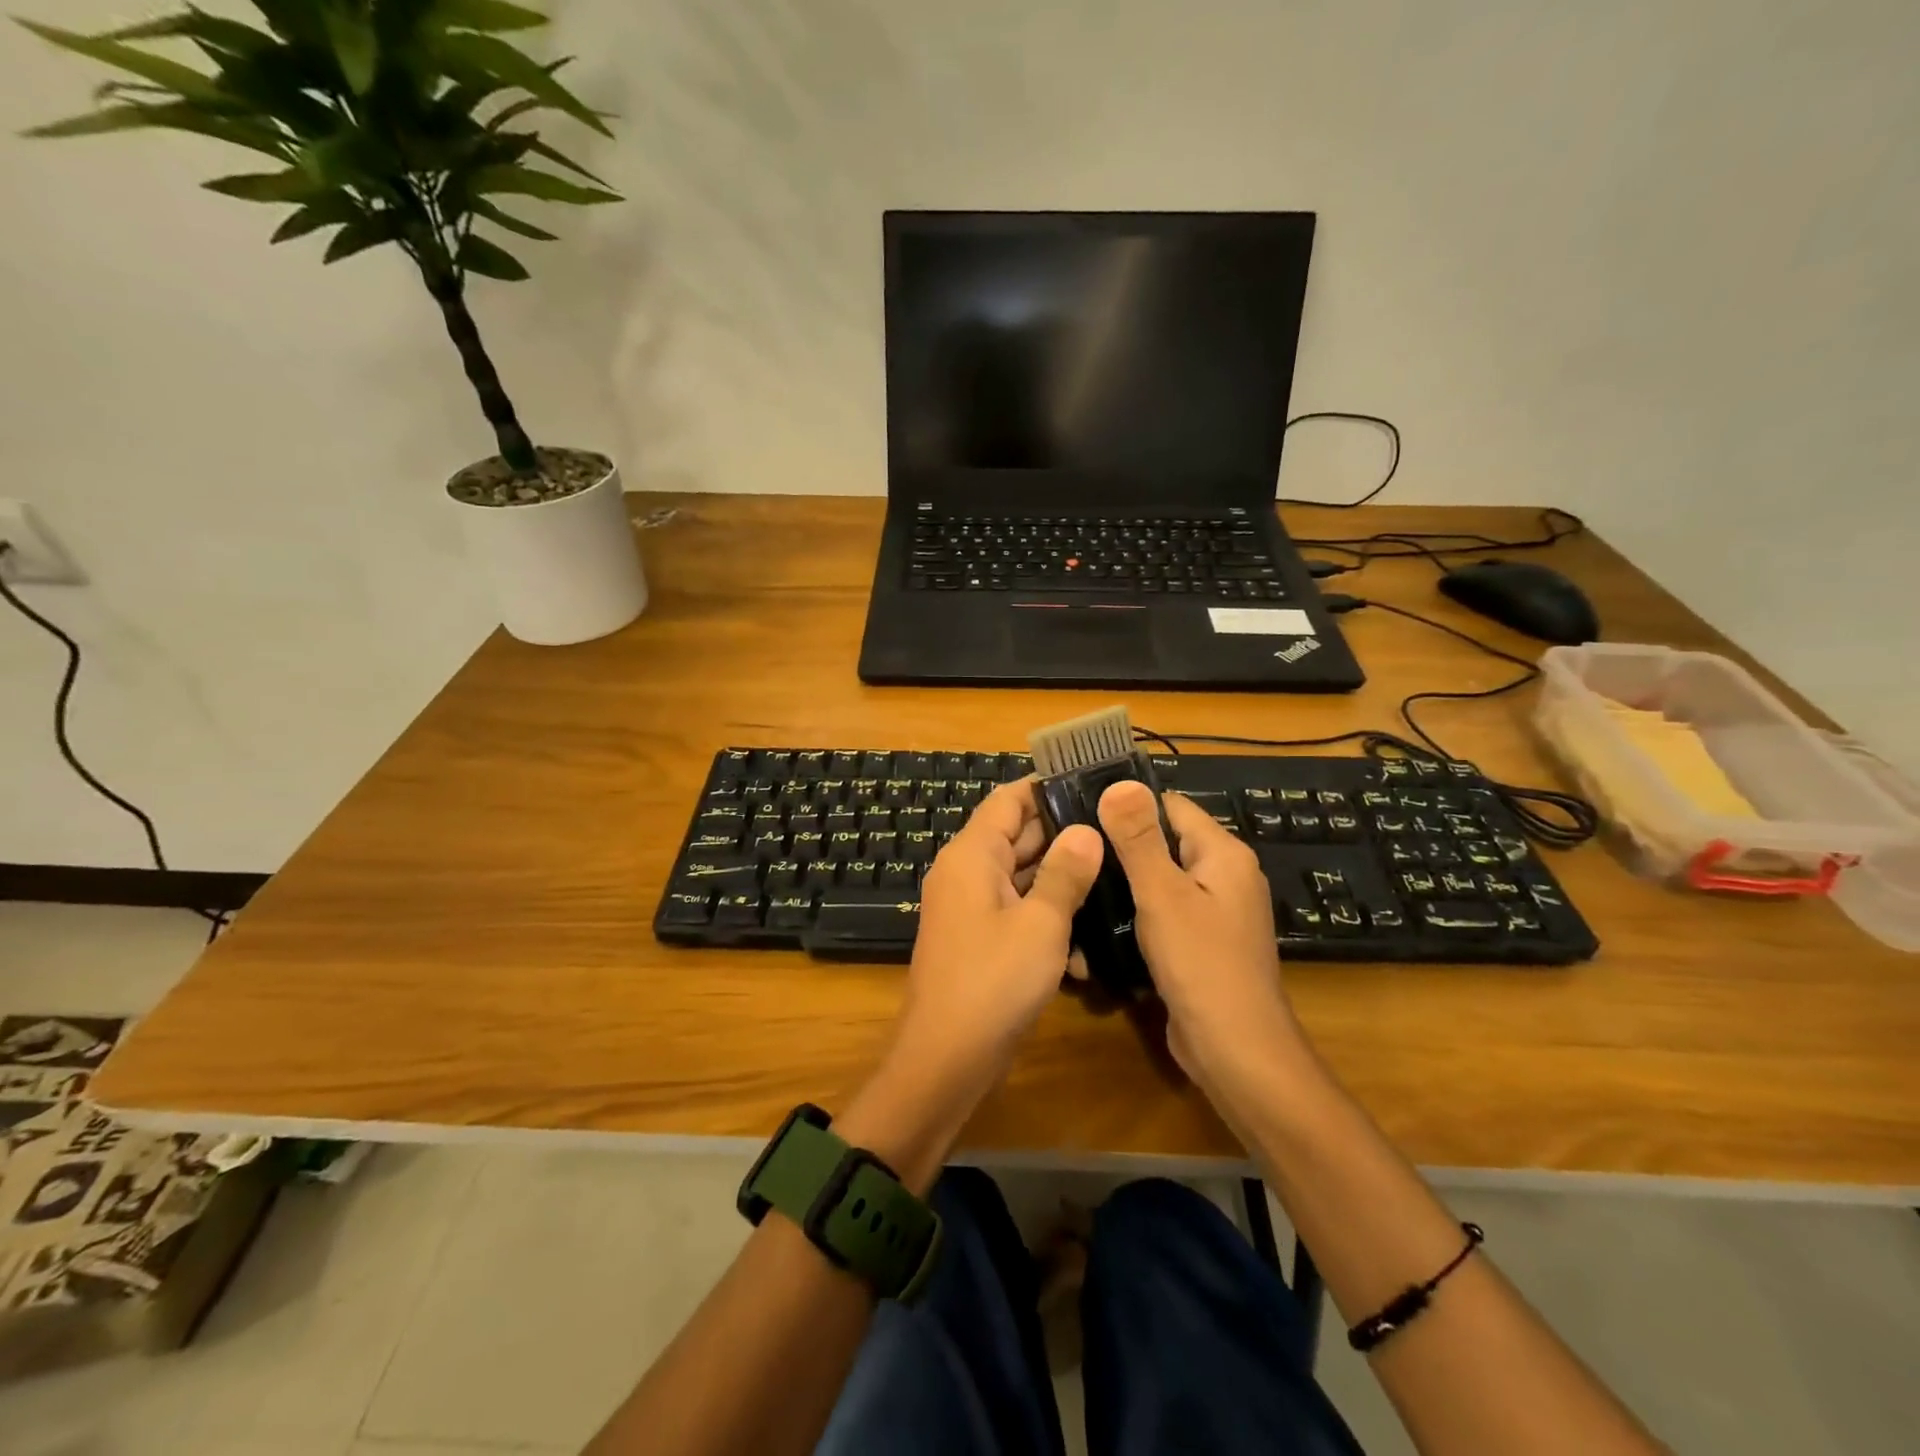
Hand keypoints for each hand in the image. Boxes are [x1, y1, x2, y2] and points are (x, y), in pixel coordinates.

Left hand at [887, 779, 1103, 1106]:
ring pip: (1023, 877)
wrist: (946, 1060)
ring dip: (1062, 882)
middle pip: (1018, 836)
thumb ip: (1065, 873)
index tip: (1094, 784)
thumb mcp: (1041, 924)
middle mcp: (967, 872)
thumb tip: (1086, 830)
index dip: (1047, 787)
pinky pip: (1017, 912)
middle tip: (1120, 833)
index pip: (1009, 800)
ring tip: (1117, 878)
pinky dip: (1047, 919)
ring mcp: (972, 907)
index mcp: (973, 855)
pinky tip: (1085, 945)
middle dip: (1066, 836)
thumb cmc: (993, 982)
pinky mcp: (981, 939)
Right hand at [1096, 780, 1302, 1096]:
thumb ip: (1139, 839)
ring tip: (1078, 877)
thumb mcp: (1162, 894)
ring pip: (1162, 879)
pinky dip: (1138, 910)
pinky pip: (1166, 911)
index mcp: (1224, 854)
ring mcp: (1216, 912)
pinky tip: (1101, 918)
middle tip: (1071, 846)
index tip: (1079, 807)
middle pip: (1166, 841)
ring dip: (1126, 880)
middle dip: (1121, 844)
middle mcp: (1226, 876)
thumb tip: (1119, 782)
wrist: (1236, 1051)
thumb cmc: (1201, 964)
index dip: (1127, 804)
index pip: (1170, 806)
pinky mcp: (1203, 943)